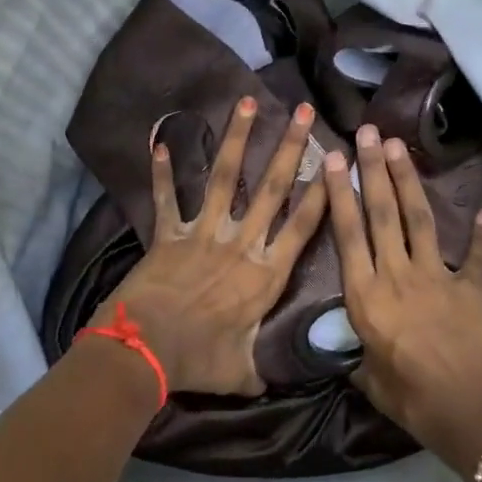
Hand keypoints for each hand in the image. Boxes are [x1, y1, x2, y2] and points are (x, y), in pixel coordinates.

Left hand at [95, 96, 328, 396]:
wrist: (143, 352)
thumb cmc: (198, 361)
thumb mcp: (243, 372)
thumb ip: (266, 368)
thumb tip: (283, 380)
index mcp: (265, 274)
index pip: (304, 225)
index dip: (323, 191)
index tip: (337, 159)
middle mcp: (240, 244)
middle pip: (272, 188)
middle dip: (290, 147)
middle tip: (302, 111)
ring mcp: (203, 234)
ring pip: (224, 178)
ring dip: (235, 138)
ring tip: (246, 102)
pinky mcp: (168, 235)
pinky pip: (166, 199)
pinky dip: (162, 173)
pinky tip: (160, 142)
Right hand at [321, 126, 481, 478]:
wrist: (480, 416)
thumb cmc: (418, 403)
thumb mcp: (375, 385)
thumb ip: (363, 364)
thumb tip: (356, 360)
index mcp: (367, 299)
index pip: (348, 235)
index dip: (340, 194)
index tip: (335, 159)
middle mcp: (398, 277)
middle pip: (382, 214)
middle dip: (373, 170)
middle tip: (368, 133)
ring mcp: (438, 278)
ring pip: (419, 219)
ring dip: (408, 181)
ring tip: (400, 146)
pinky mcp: (472, 289)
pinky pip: (473, 256)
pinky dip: (478, 234)